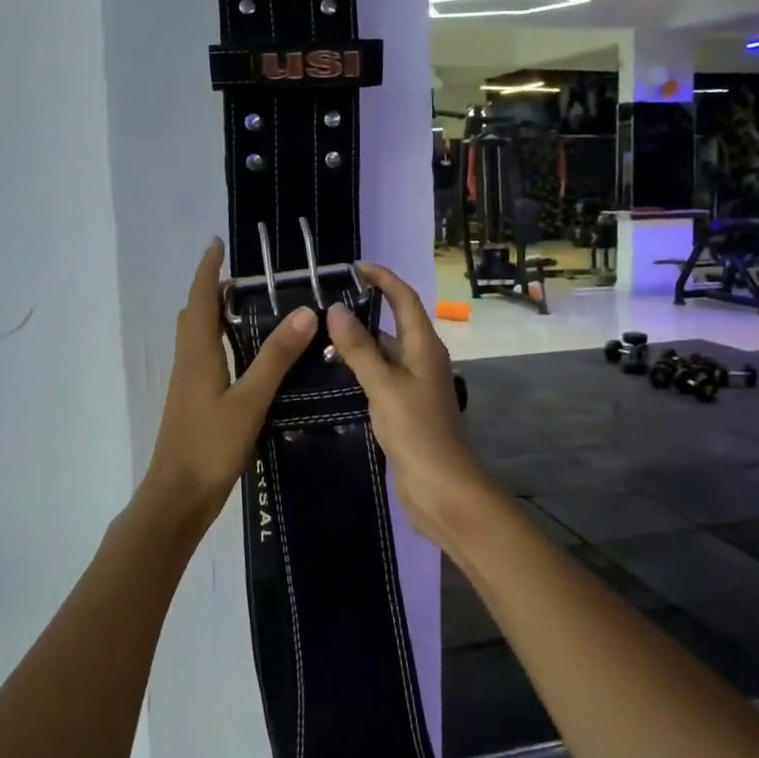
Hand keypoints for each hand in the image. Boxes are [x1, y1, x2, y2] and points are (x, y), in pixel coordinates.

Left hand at [139, 239, 315, 534]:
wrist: (178, 496)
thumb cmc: (210, 446)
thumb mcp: (249, 400)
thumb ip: (275, 358)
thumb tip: (303, 312)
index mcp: (197, 354)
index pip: (201, 298)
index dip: (208, 269)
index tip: (218, 244)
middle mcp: (188, 362)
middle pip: (194, 314)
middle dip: (212, 290)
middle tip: (246, 282)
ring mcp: (188, 384)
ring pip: (197, 337)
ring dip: (215, 316)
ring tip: (249, 311)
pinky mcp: (194, 402)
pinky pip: (204, 357)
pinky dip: (220, 342)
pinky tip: (246, 359)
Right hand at [324, 263, 498, 546]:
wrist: (444, 490)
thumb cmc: (419, 433)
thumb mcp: (385, 387)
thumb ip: (359, 349)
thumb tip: (336, 309)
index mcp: (424, 347)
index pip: (404, 299)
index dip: (383, 278)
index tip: (353, 266)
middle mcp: (420, 360)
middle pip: (391, 324)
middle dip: (361, 311)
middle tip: (320, 305)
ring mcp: (412, 387)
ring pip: (381, 354)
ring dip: (355, 344)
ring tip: (314, 338)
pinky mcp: (403, 410)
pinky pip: (377, 379)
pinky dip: (356, 372)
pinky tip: (329, 377)